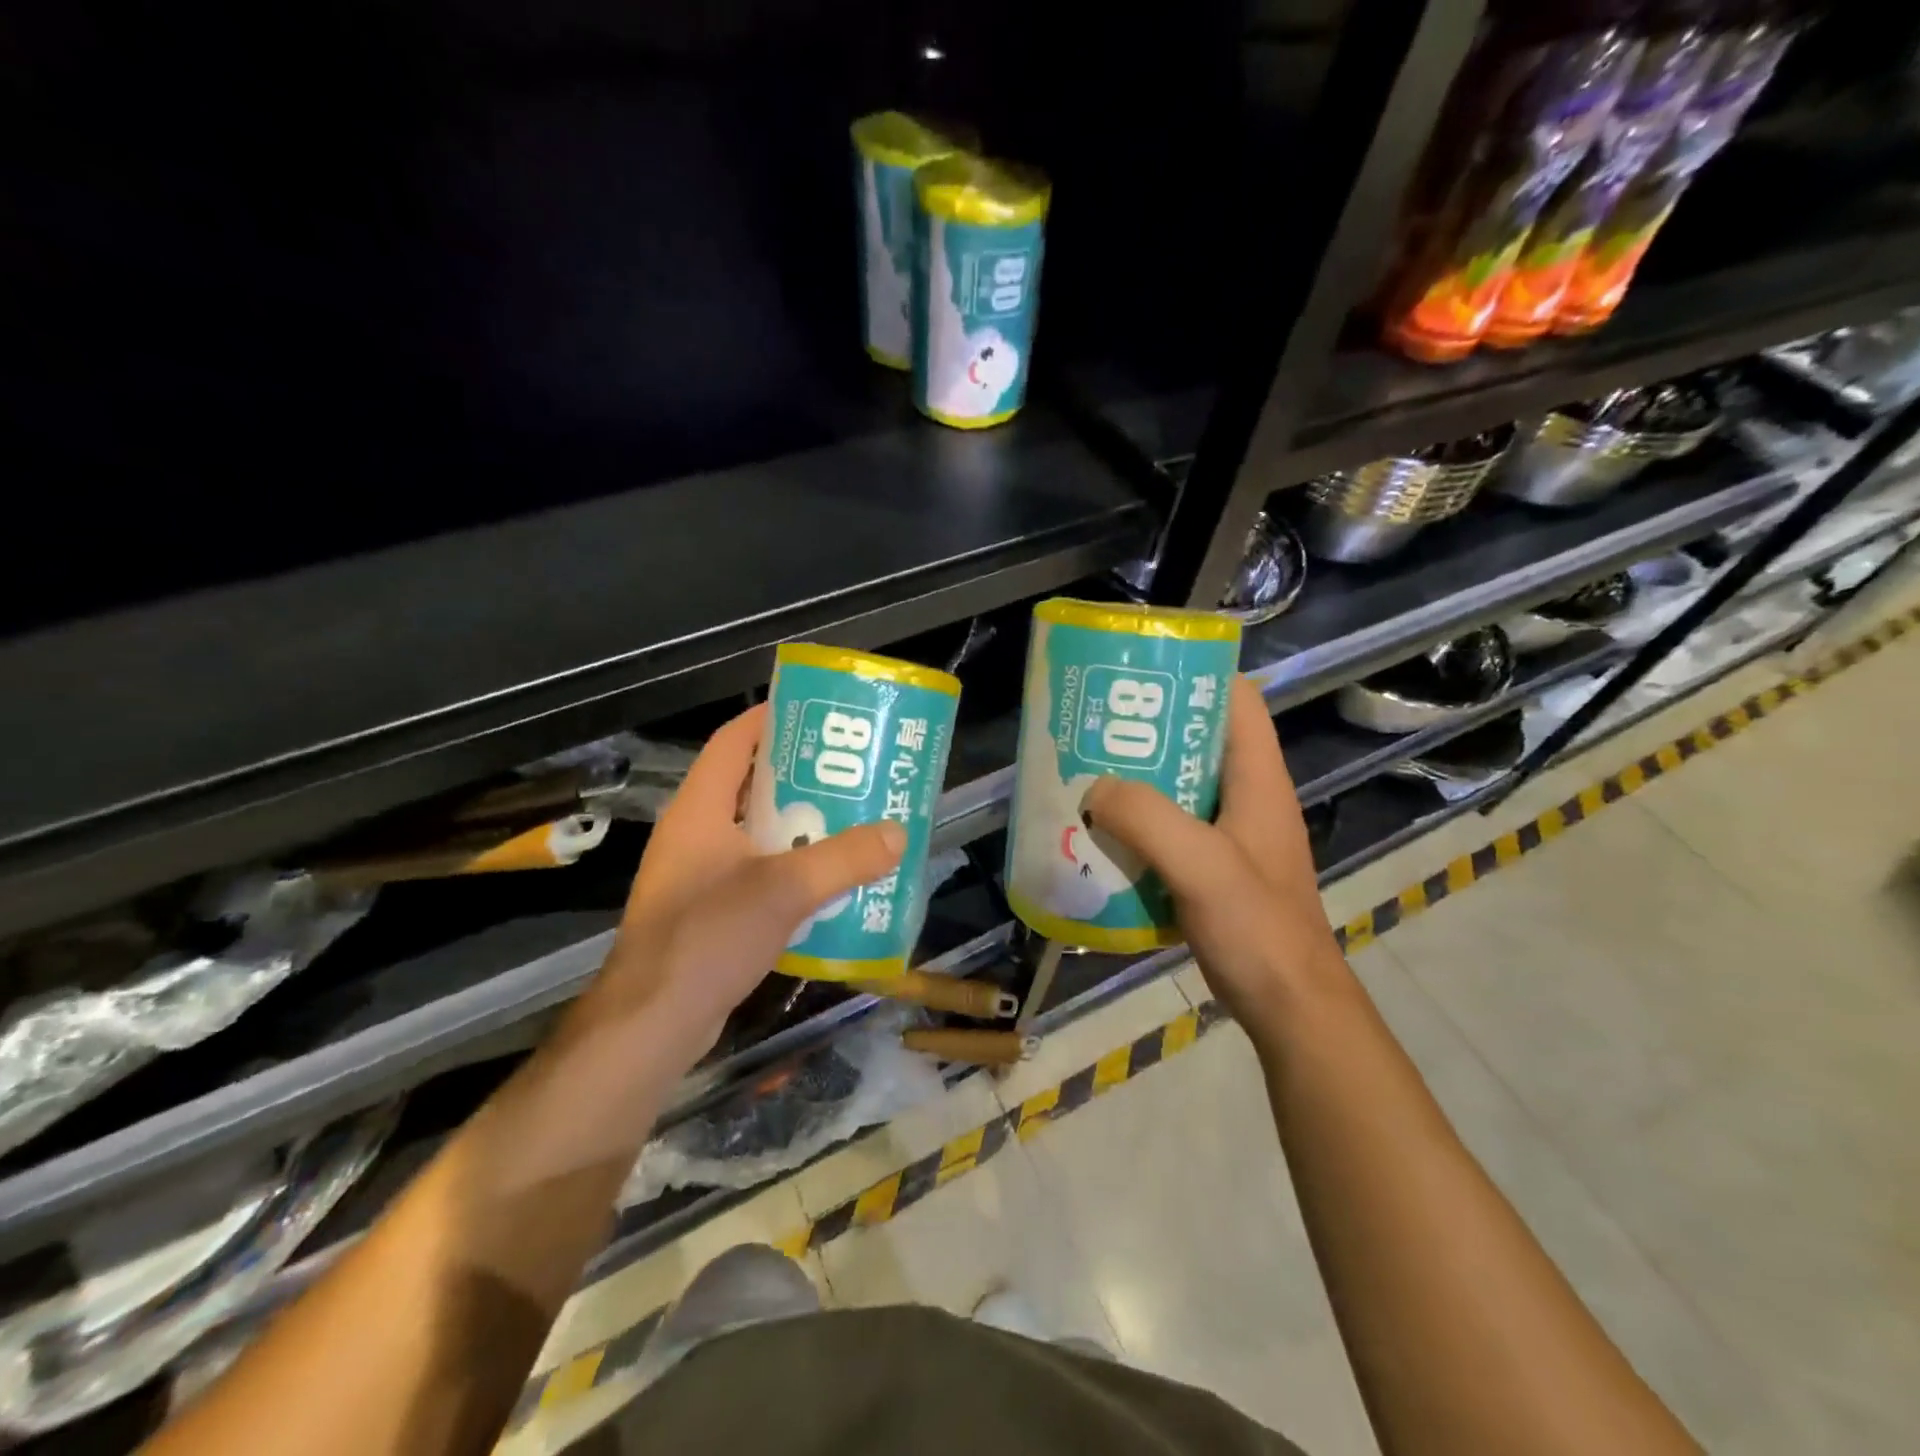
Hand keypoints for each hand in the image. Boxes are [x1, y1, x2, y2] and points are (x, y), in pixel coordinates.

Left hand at [585, 704, 905, 1062]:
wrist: (651, 1024)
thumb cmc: (708, 936)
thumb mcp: (784, 890)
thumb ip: (845, 859)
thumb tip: (898, 833)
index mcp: (700, 810)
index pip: (733, 742)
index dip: (770, 718)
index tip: (817, 712)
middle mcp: (695, 835)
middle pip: (751, 787)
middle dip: (801, 777)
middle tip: (851, 773)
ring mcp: (698, 876)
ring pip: (756, 835)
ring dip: (800, 828)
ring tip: (850, 823)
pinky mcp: (706, 913)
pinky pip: (755, 875)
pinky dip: (790, 871)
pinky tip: (827, 884)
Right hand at [1086, 675, 1344, 1025]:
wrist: (1289, 1009)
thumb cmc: (1258, 929)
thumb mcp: (1201, 866)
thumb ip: (1147, 819)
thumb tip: (1093, 787)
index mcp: (1257, 780)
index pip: (1237, 701)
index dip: (1196, 677)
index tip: (1141, 675)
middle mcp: (1246, 798)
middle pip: (1198, 742)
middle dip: (1148, 732)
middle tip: (1094, 729)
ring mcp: (1231, 837)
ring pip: (1180, 789)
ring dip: (1137, 782)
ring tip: (1087, 777)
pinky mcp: (1214, 870)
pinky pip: (1171, 831)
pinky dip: (1138, 825)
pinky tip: (1102, 835)